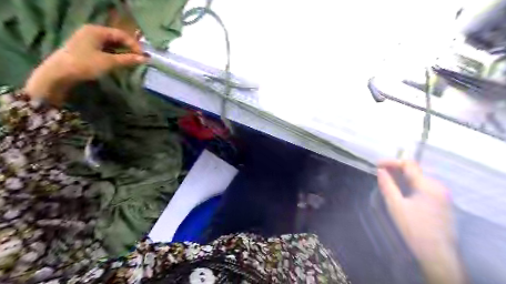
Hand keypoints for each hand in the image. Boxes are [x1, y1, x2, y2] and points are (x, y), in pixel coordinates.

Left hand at [24, 24, 146, 105]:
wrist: (59, 74)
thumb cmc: (85, 64)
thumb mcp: (109, 62)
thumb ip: (127, 59)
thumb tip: (145, 59)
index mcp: (96, 30)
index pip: (122, 35)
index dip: (134, 45)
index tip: (144, 57)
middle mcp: (92, 32)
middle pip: (116, 39)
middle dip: (129, 49)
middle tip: (140, 60)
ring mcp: (88, 40)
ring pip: (111, 45)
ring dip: (123, 53)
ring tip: (132, 62)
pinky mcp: (86, 49)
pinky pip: (105, 50)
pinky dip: (115, 56)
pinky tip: (121, 63)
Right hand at [377, 161, 463, 282]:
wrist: (438, 255)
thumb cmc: (414, 229)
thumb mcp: (396, 206)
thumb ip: (388, 186)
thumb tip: (380, 170)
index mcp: (427, 186)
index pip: (409, 164)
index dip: (392, 162)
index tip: (377, 165)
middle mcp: (438, 186)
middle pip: (415, 170)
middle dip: (396, 169)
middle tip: (381, 174)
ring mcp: (443, 195)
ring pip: (419, 178)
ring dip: (403, 177)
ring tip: (388, 181)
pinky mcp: (443, 203)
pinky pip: (424, 187)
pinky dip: (411, 184)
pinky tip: (402, 191)